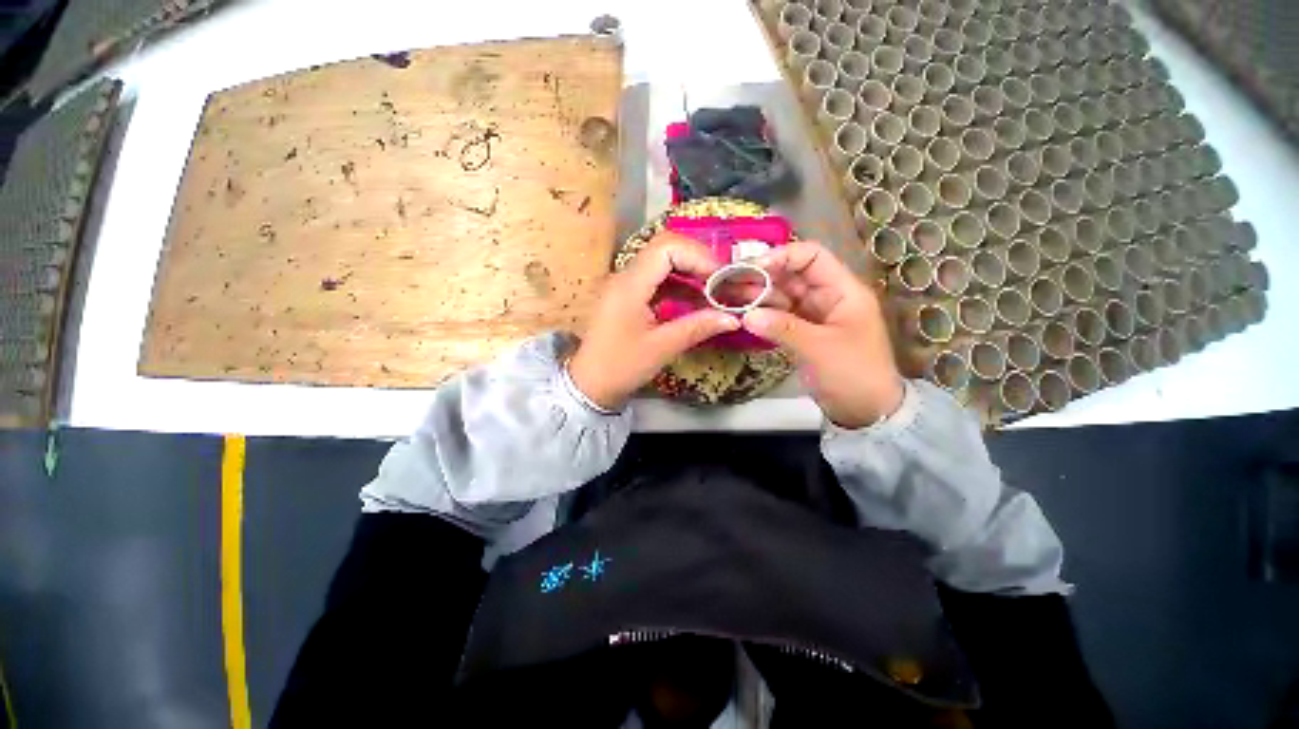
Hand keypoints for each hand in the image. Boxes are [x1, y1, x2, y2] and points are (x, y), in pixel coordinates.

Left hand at [568, 232, 740, 409]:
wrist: (590, 385)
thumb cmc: (621, 367)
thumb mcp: (661, 348)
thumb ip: (697, 327)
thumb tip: (733, 317)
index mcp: (629, 285)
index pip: (666, 248)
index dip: (698, 256)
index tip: (720, 277)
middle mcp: (625, 277)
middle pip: (665, 249)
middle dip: (697, 260)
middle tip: (722, 280)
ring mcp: (625, 285)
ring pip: (662, 263)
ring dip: (690, 272)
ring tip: (715, 289)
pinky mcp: (628, 297)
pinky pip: (657, 280)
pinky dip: (679, 285)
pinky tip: (696, 299)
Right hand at [742, 241, 903, 428]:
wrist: (865, 410)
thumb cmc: (854, 374)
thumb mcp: (820, 348)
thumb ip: (783, 328)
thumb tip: (747, 316)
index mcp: (842, 290)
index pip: (812, 257)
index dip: (783, 257)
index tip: (753, 268)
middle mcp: (826, 297)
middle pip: (791, 275)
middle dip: (762, 276)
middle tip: (729, 281)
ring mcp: (812, 315)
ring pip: (781, 296)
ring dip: (757, 295)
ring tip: (728, 295)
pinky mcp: (801, 332)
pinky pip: (778, 316)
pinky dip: (761, 315)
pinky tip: (741, 314)